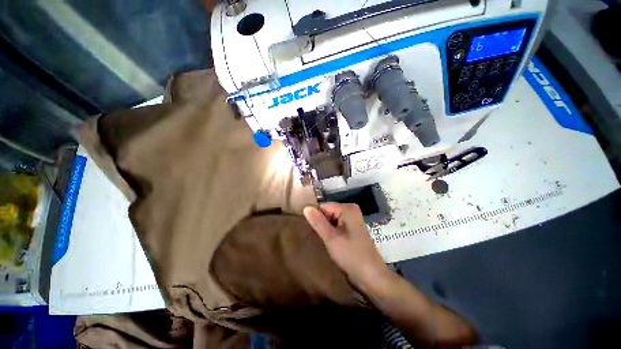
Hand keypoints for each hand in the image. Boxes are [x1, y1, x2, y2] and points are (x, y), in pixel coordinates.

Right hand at [303, 203, 389, 288]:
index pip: (324, 206)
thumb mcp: (331, 238)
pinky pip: (336, 225)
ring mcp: (352, 220)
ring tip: (322, 240)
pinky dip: (331, 232)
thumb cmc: (351, 256)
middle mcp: (351, 210)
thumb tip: (306, 207)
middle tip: (317, 237)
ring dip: (325, 229)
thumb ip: (318, 222)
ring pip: (331, 219)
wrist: (371, 277)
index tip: (309, 229)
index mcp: (347, 209)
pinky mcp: (352, 229)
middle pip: (328, 212)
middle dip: (321, 223)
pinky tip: (329, 242)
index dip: (315, 217)